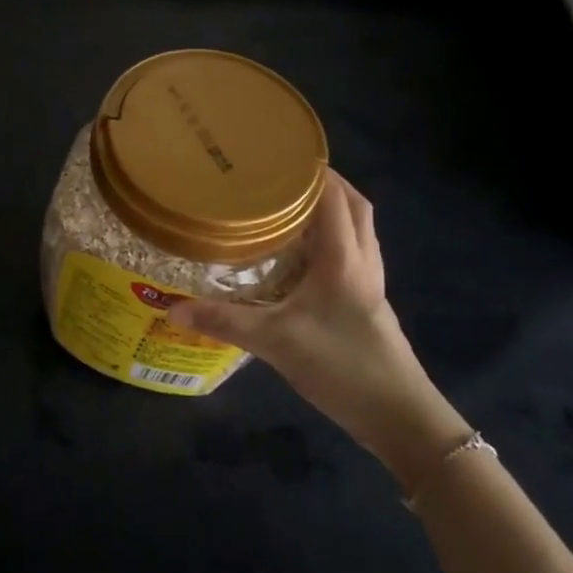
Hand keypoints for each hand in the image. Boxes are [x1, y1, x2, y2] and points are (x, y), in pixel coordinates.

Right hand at [168, 169, 468, 487]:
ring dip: (332, 207)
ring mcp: (371, 281)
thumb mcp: (274, 342)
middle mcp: (362, 260)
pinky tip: (303, 252)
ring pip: (358, 227)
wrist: (400, 418)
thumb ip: (223, 321)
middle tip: (281, 175)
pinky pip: (354, 250)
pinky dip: (333, 235)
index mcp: (343, 258)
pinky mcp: (369, 300)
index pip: (333, 196)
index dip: (311, 170)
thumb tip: (171, 308)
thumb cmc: (341, 367)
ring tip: (289, 204)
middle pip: (353, 204)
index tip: (277, 153)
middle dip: (324, 182)